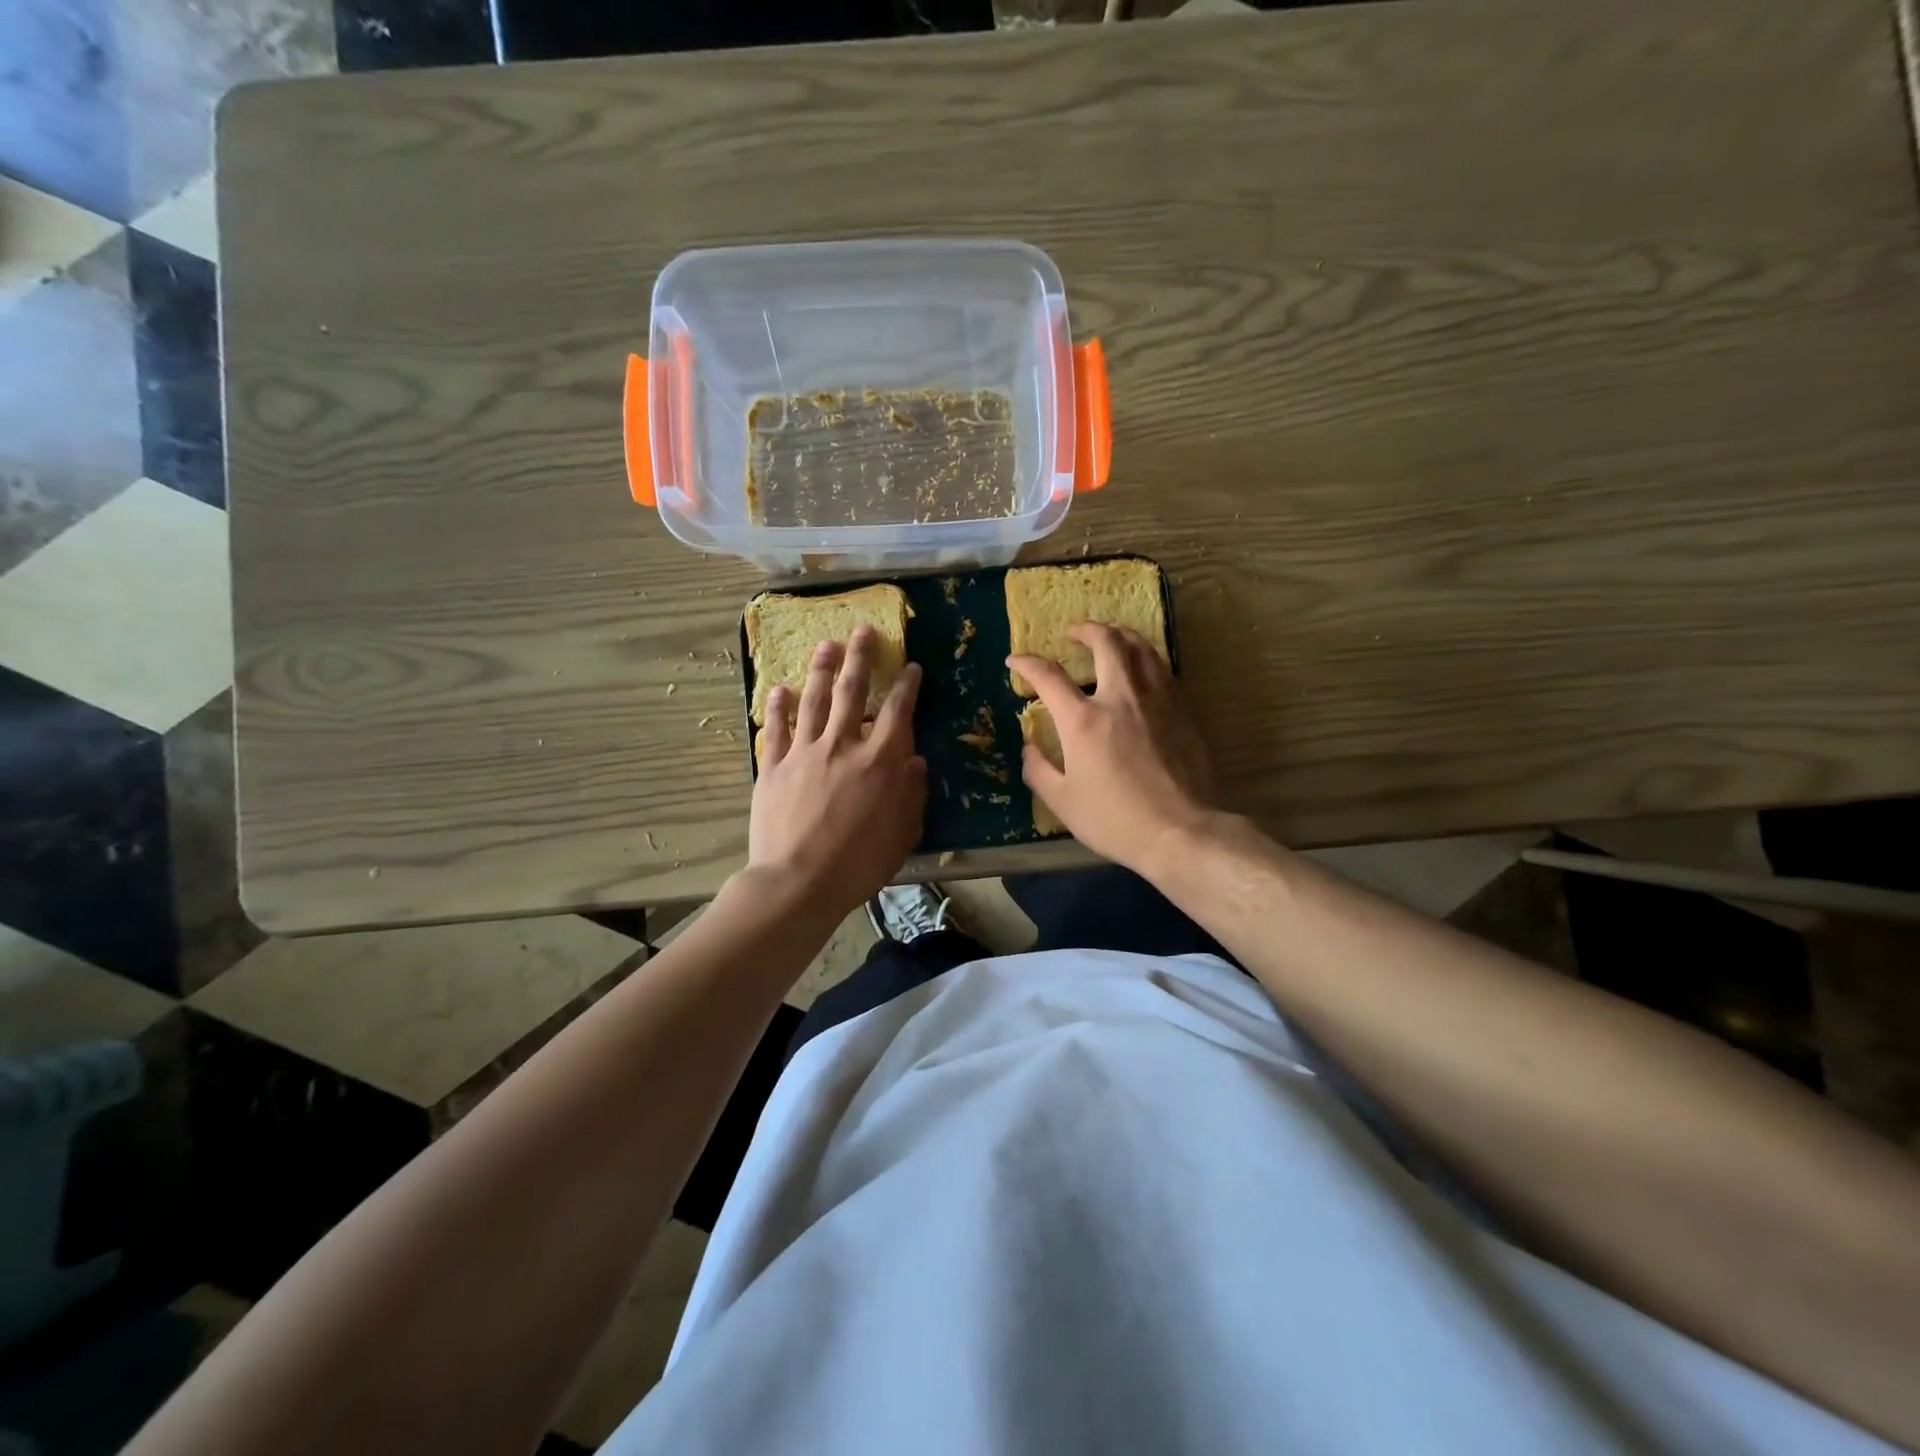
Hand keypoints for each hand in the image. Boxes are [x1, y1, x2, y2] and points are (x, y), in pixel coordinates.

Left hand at [748, 626, 925, 918]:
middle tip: (862, 631)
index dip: (906, 686)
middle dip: (860, 658)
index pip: (897, 712)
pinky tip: (779, 688)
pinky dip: (777, 706)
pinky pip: (776, 729)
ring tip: (826, 645)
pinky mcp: (773, 768)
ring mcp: (803, 753)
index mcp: (879, 762)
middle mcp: (842, 746)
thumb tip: (916, 762)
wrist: (797, 883)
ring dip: (820, 669)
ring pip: (812, 700)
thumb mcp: (902, 834)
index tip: (911, 668)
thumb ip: (912, 794)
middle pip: (851, 691)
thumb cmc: (858, 864)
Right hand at [1008, 624, 1216, 873]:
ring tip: (1110, 637)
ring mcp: (1158, 700)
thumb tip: (1030, 746)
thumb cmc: (1115, 820)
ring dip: (1120, 635)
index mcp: (1083, 721)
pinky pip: (1163, 670)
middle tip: (1073, 633)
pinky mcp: (1184, 710)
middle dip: (1085, 630)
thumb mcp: (1062, 802)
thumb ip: (1039, 769)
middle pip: (1105, 643)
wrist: (1181, 832)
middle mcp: (1121, 698)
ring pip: (1141, 647)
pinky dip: (1145, 659)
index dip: (1027, 663)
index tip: (1016, 662)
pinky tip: (1142, 670)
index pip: (1049, 676)